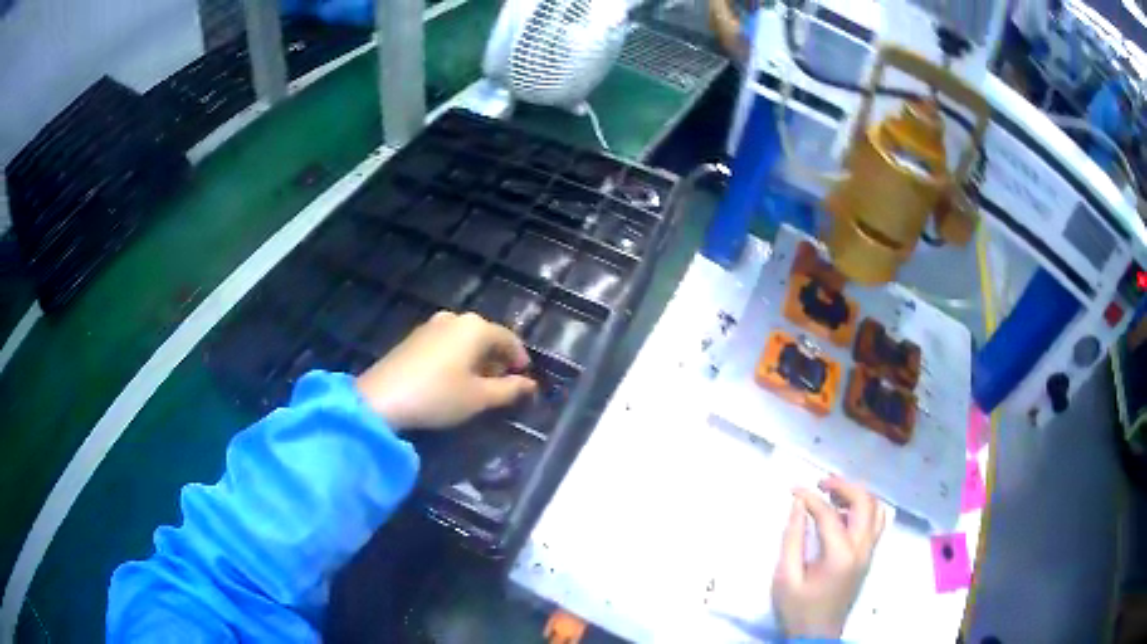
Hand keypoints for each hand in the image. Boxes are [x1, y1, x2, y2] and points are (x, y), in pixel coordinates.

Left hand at [356, 311, 537, 429]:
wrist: (382, 398)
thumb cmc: (438, 396)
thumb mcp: (479, 398)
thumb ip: (509, 389)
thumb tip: (530, 384)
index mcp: (476, 327)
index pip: (509, 339)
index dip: (520, 360)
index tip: (525, 380)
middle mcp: (456, 318)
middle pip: (487, 337)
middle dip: (498, 360)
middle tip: (502, 385)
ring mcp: (432, 325)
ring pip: (466, 339)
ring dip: (477, 359)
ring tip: (478, 385)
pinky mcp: (414, 336)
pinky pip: (447, 342)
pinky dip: (458, 357)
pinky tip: (453, 378)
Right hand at [772, 477, 886, 638]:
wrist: (816, 635)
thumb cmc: (798, 609)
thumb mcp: (785, 577)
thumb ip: (792, 538)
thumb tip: (798, 505)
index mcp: (840, 555)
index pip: (829, 514)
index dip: (810, 498)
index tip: (794, 489)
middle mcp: (862, 549)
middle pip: (864, 502)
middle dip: (844, 486)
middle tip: (820, 483)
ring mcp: (869, 553)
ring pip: (876, 510)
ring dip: (857, 496)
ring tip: (833, 495)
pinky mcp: (868, 558)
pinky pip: (875, 523)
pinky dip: (863, 510)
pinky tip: (843, 514)